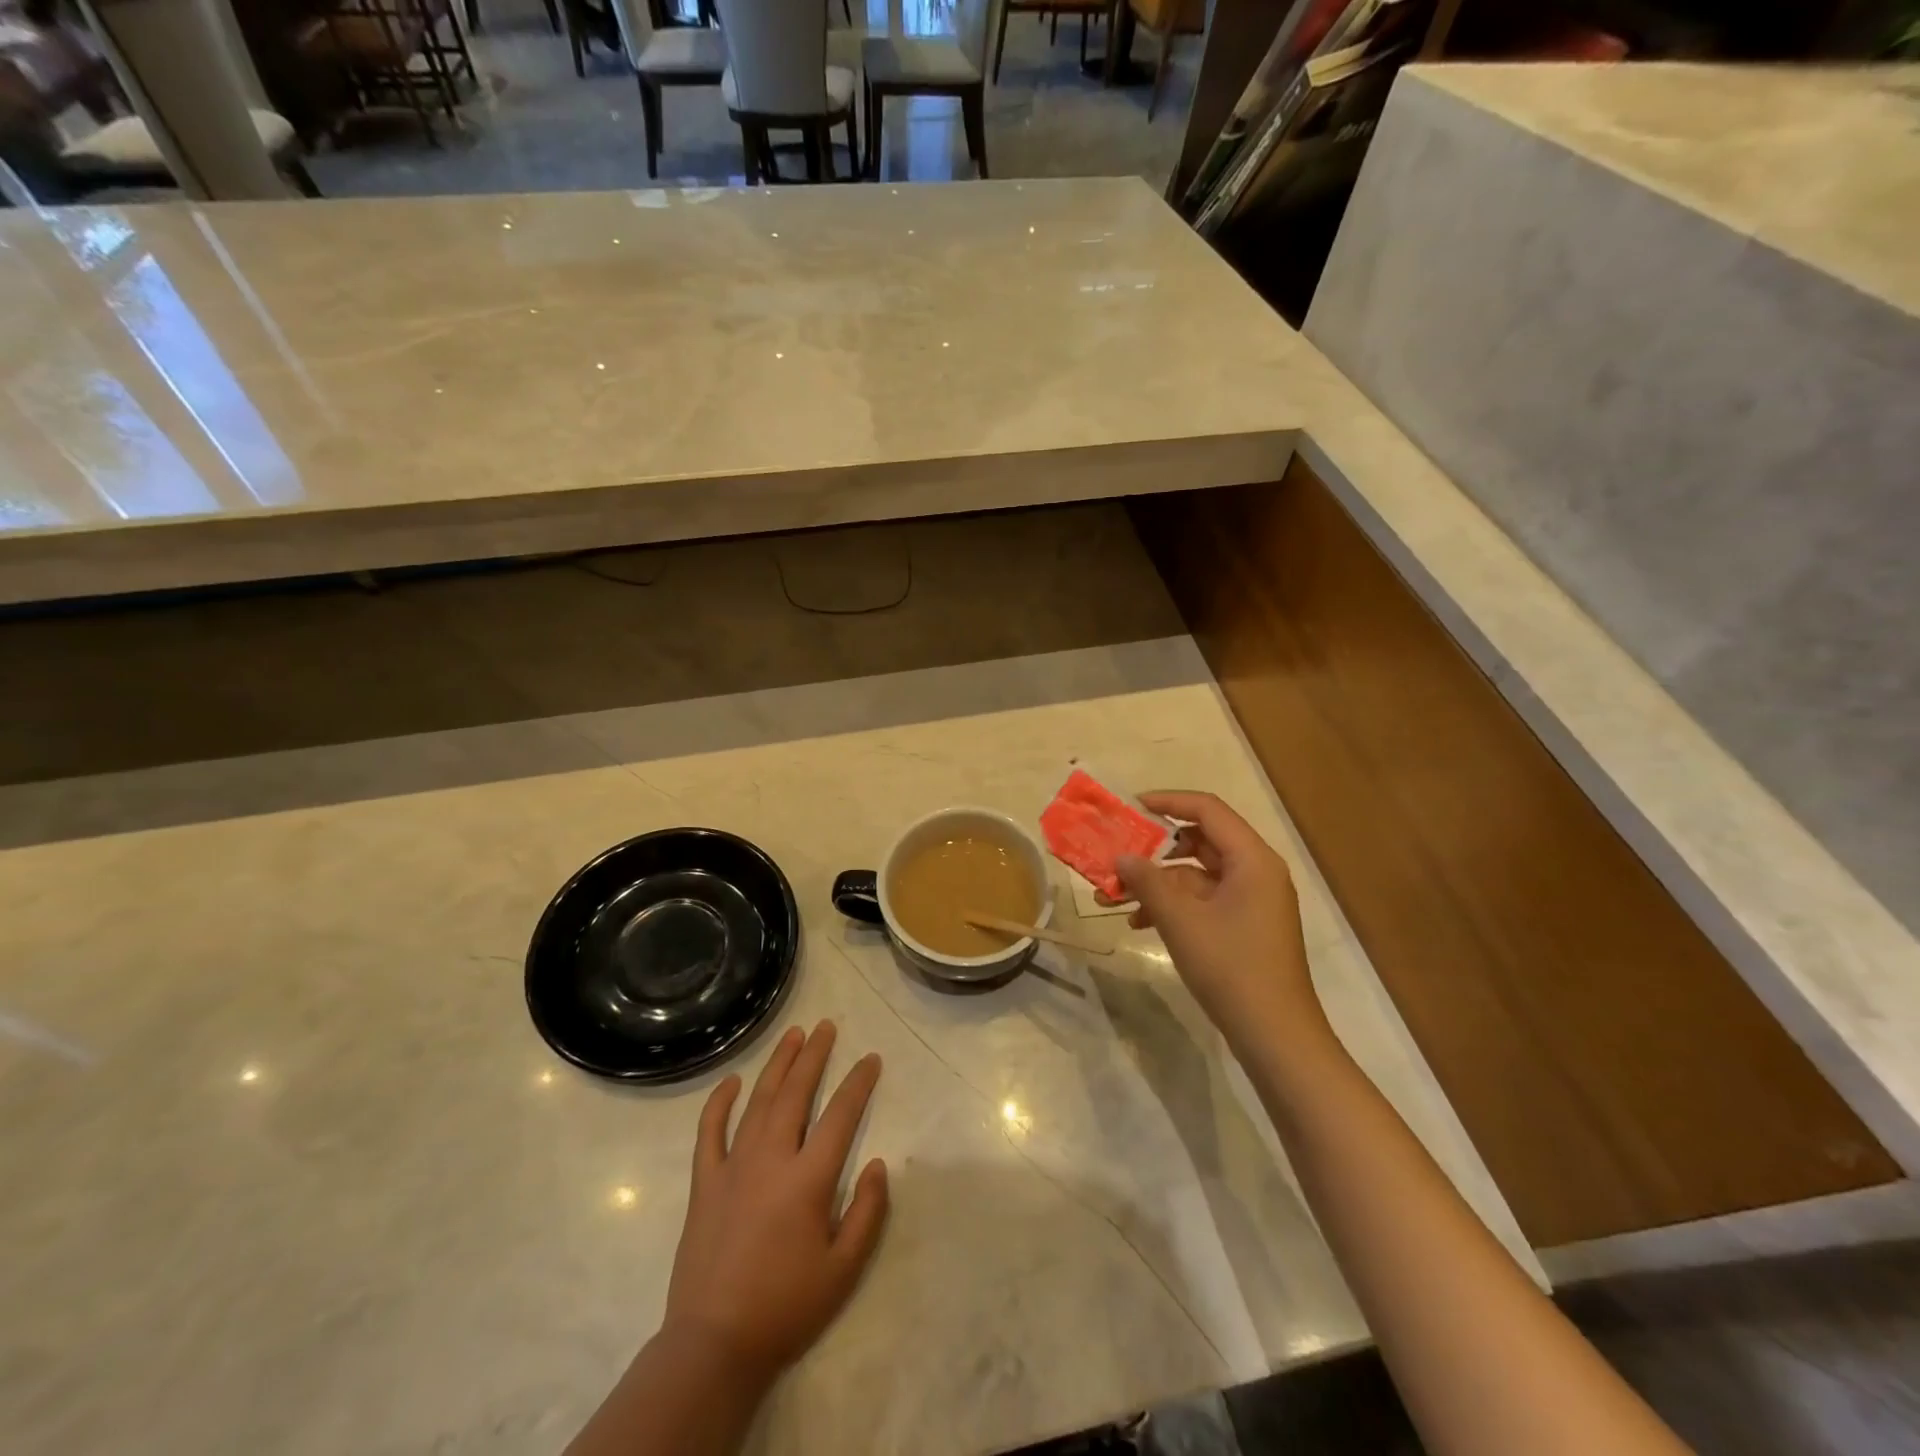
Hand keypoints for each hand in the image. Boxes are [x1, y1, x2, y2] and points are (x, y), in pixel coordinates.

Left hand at [663, 1021, 888, 1386]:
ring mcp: (732, 1167)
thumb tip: (879, 1164)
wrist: (714, 1345)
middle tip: (827, 1026)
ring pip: (758, 1102)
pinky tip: (731, 1081)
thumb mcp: (844, 1270)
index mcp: (808, 1180)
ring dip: (777, 1065)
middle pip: (795, 1093)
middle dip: (814, 1055)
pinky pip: (709, 1132)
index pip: (840, 1116)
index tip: (871, 1058)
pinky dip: (719, 1103)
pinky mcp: (704, 1183)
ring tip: (793, 1035)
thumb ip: (868, 1212)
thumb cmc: (786, 1306)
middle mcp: (771, 1160)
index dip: (858, 1083)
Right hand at [1116, 792, 1326, 1050]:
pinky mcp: (1245, 926)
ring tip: (1114, 896)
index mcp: (1252, 859)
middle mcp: (1256, 872)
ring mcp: (1252, 901)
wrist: (1275, 1035)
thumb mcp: (1180, 920)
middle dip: (1154, 849)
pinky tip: (1139, 922)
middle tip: (1117, 853)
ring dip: (1157, 882)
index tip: (1129, 807)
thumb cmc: (1231, 967)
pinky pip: (1203, 900)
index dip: (1167, 802)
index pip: (1207, 810)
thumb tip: (1121, 856)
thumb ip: (1148, 882)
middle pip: (1200, 841)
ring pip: (1196, 874)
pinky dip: (1173, 905)